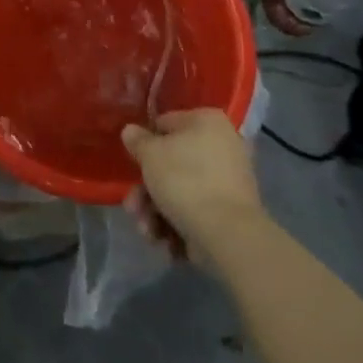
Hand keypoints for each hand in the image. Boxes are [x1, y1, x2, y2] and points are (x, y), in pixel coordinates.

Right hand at [121, 108, 264, 263]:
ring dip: (156, 212)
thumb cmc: (185, 180)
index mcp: (207, 121)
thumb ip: (137, 140)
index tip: (132, 164)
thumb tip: (131, 131)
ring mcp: (229, 181)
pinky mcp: (231, 212)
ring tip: (148, 231)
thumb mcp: (149, 154)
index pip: (164, 124)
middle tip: (133, 207)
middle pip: (170, 164)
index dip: (144, 144)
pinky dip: (178, 224)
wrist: (227, 234)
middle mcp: (223, 146)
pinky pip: (196, 210)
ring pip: (180, 190)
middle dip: (146, 190)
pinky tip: (167, 241)